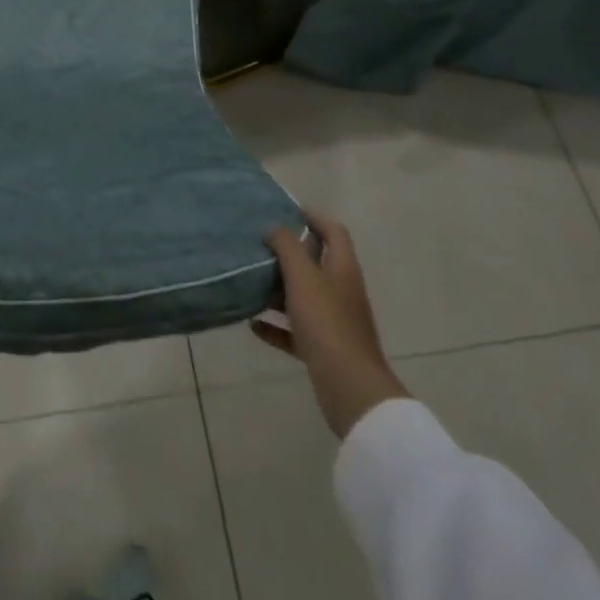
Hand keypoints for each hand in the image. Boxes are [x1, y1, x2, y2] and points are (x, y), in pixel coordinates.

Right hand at [255, 212, 408, 437]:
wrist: (350, 388)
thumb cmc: (327, 323)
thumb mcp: (303, 277)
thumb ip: (287, 247)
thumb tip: (275, 227)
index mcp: (342, 268)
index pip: (333, 231)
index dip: (313, 217)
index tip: (284, 211)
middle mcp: (341, 291)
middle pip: (317, 263)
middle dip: (289, 253)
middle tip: (258, 245)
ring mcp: (333, 322)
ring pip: (303, 297)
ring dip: (278, 290)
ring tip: (250, 281)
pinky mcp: (323, 349)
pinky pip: (295, 331)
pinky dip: (275, 326)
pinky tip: (253, 325)